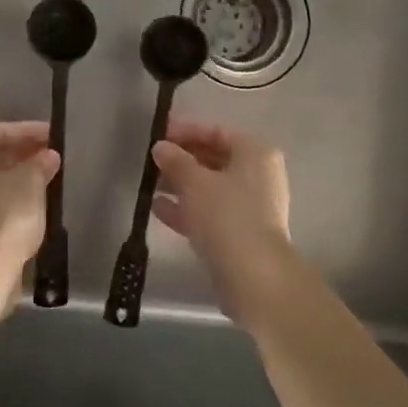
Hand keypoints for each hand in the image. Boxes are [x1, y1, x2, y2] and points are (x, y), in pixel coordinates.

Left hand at [0, 122, 59, 275]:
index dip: (29, 130)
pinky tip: (35, 204)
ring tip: (49, 179)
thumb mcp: (29, 183)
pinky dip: (11, 199)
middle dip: (23, 154)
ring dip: (18, 178)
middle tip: (52, 157)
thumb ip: (40, 164)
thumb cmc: (3, 216)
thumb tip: (48, 155)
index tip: (55, 136)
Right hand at [151, 119, 300, 331]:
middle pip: (214, 159)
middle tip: (152, 161)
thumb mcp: (194, 182)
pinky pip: (210, 211)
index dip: (186, 130)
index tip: (158, 134)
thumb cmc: (226, 215)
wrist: (253, 276)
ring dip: (180, 185)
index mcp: (255, 153)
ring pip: (210, 187)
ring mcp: (251, 206)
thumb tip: (160, 147)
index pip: (217, 132)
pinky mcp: (241, 233)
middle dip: (182, 159)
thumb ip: (175, 161)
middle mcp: (258, 175)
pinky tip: (157, 209)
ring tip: (149, 184)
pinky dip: (187, 208)